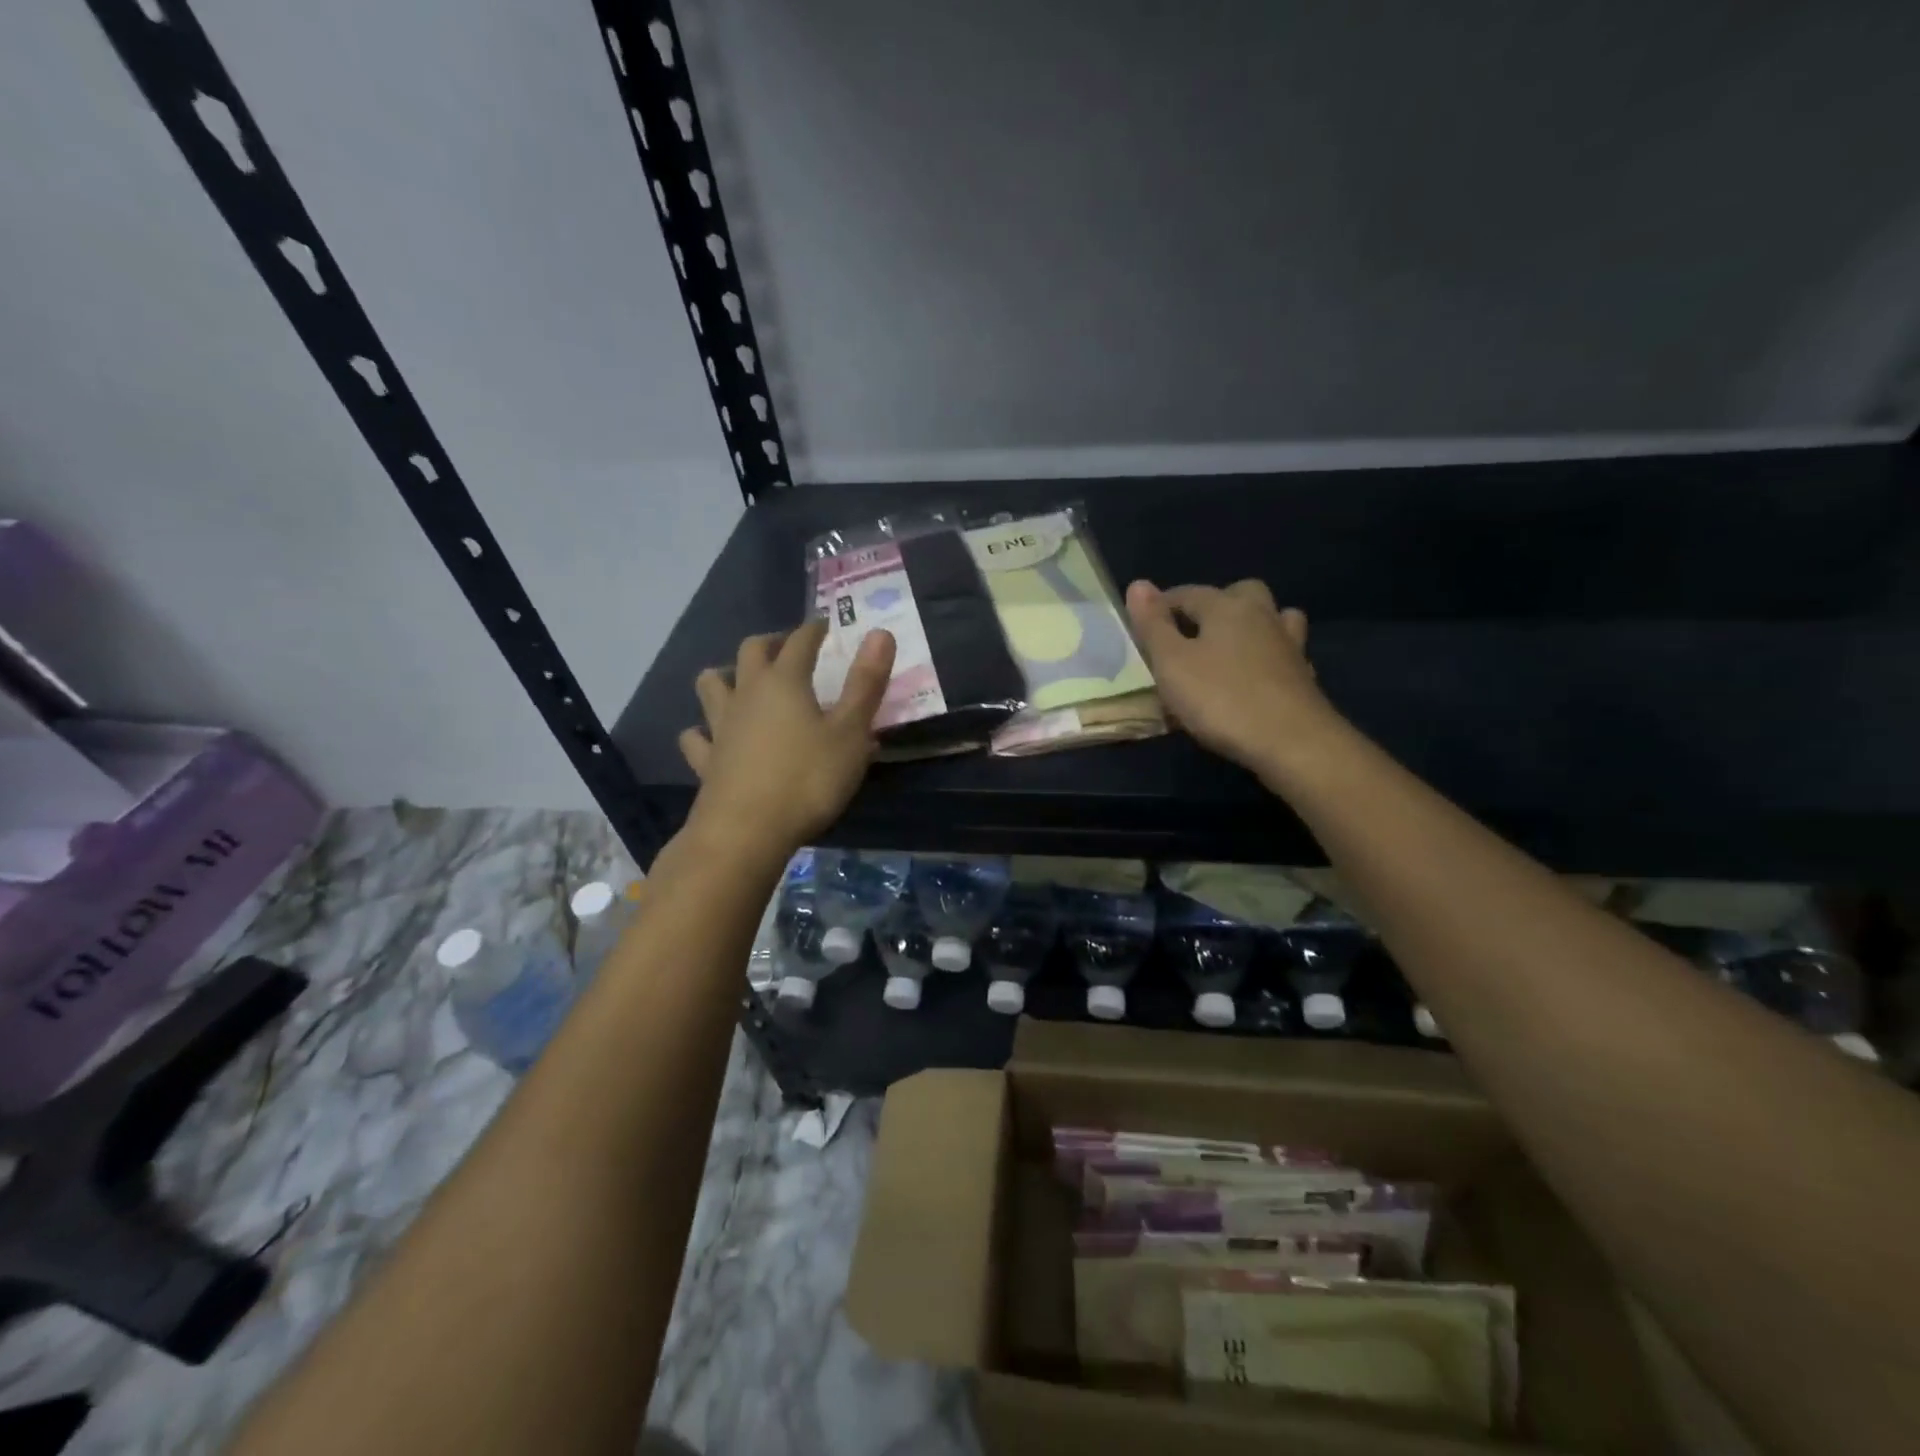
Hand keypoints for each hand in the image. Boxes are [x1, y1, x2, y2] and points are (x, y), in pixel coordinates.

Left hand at [678, 622, 895, 853]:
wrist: (746, 832)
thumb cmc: (808, 780)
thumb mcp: (850, 733)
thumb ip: (866, 684)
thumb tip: (880, 632)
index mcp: (784, 682)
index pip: (800, 641)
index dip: (814, 630)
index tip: (825, 626)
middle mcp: (747, 694)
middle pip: (751, 652)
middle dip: (771, 643)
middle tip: (788, 648)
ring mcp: (721, 727)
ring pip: (711, 686)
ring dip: (726, 676)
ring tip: (741, 682)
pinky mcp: (706, 761)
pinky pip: (697, 737)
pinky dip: (703, 731)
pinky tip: (711, 737)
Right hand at [1126, 578, 1342, 781]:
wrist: (1293, 742)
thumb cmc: (1221, 699)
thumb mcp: (1171, 663)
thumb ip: (1153, 625)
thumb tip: (1138, 584)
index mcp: (1226, 607)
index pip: (1187, 593)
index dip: (1161, 606)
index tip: (1143, 627)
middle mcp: (1262, 615)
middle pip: (1239, 593)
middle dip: (1214, 604)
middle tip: (1190, 632)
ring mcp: (1288, 645)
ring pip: (1272, 618)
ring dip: (1250, 625)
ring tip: (1228, 649)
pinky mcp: (1304, 675)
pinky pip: (1283, 653)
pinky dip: (1268, 657)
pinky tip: (1257, 677)